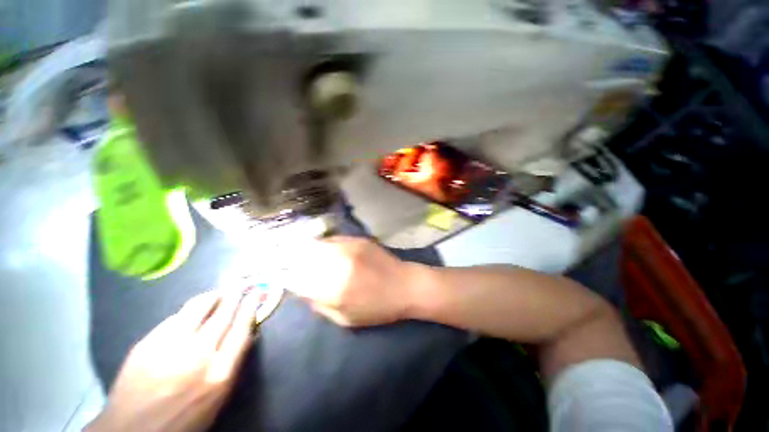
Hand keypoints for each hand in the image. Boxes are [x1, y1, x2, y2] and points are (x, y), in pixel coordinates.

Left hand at [87, 289, 260, 431]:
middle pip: (223, 314)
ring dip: (212, 296)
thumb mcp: (218, 397)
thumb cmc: (184, 419)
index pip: (242, 328)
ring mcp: (170, 346)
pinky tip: (189, 313)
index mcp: (220, 372)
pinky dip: (186, 312)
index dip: (251, 306)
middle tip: (241, 284)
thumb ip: (233, 362)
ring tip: (217, 293)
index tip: (257, 293)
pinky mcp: (147, 343)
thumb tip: (247, 333)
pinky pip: (174, 318)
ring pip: (198, 308)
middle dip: (235, 295)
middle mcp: (198, 355)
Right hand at [286, 237, 423, 326]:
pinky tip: (324, 250)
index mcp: (333, 288)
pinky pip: (332, 240)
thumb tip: (303, 290)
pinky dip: (324, 245)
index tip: (280, 277)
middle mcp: (337, 263)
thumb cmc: (378, 308)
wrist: (405, 285)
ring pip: (316, 245)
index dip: (286, 278)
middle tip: (285, 262)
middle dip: (290, 260)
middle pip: (303, 257)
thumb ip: (320, 305)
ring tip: (301, 255)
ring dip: (306, 250)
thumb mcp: (346, 319)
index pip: (297, 279)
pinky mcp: (357, 240)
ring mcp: (348, 247)